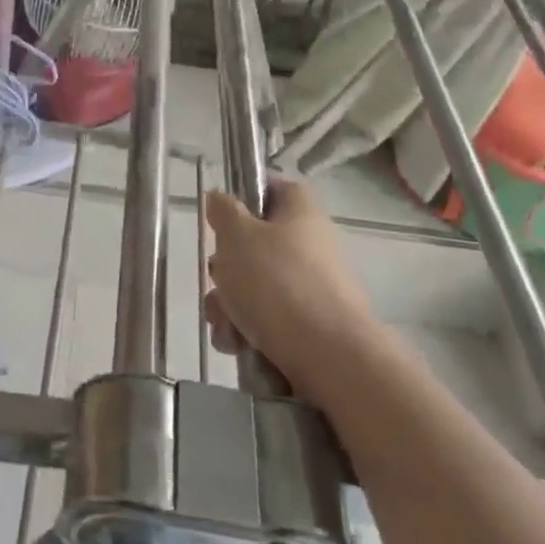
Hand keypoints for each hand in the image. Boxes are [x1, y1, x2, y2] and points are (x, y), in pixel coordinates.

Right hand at [203, 177, 374, 401]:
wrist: (328, 357)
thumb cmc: (278, 282)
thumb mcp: (237, 236)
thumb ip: (223, 211)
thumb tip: (220, 198)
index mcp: (300, 212)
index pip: (273, 186)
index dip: (246, 192)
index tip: (220, 212)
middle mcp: (310, 245)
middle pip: (257, 242)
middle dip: (226, 265)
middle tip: (216, 277)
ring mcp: (313, 287)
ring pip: (256, 285)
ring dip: (230, 303)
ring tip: (223, 324)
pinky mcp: (310, 326)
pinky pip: (268, 318)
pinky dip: (247, 330)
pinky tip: (236, 345)